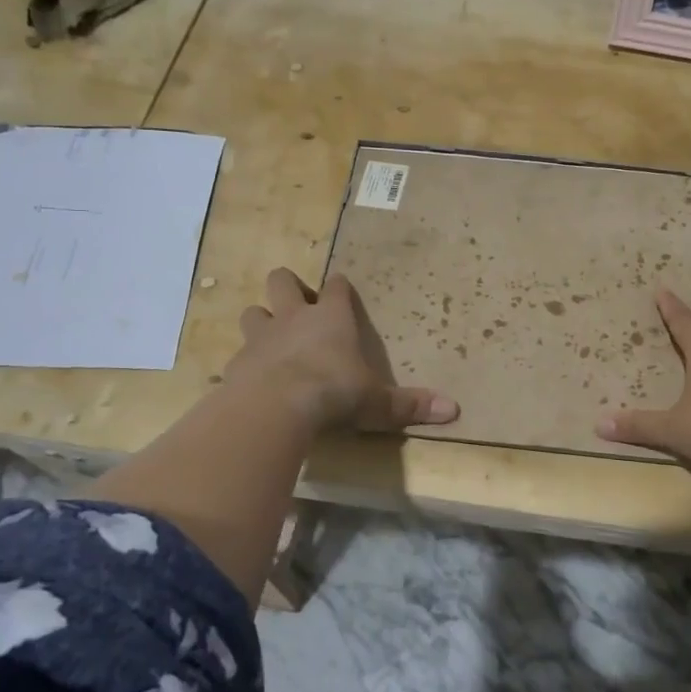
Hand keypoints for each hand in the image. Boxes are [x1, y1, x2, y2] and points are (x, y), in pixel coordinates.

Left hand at [225, 269, 458, 432]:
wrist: (276, 406)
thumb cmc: (334, 392)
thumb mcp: (378, 402)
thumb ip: (409, 405)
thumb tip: (454, 410)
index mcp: (331, 318)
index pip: (335, 287)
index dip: (338, 287)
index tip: (340, 289)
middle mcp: (293, 318)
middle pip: (282, 282)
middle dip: (288, 288)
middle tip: (297, 306)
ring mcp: (261, 338)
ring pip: (252, 312)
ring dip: (261, 320)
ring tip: (270, 339)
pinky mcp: (236, 363)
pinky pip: (238, 354)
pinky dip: (245, 362)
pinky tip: (252, 378)